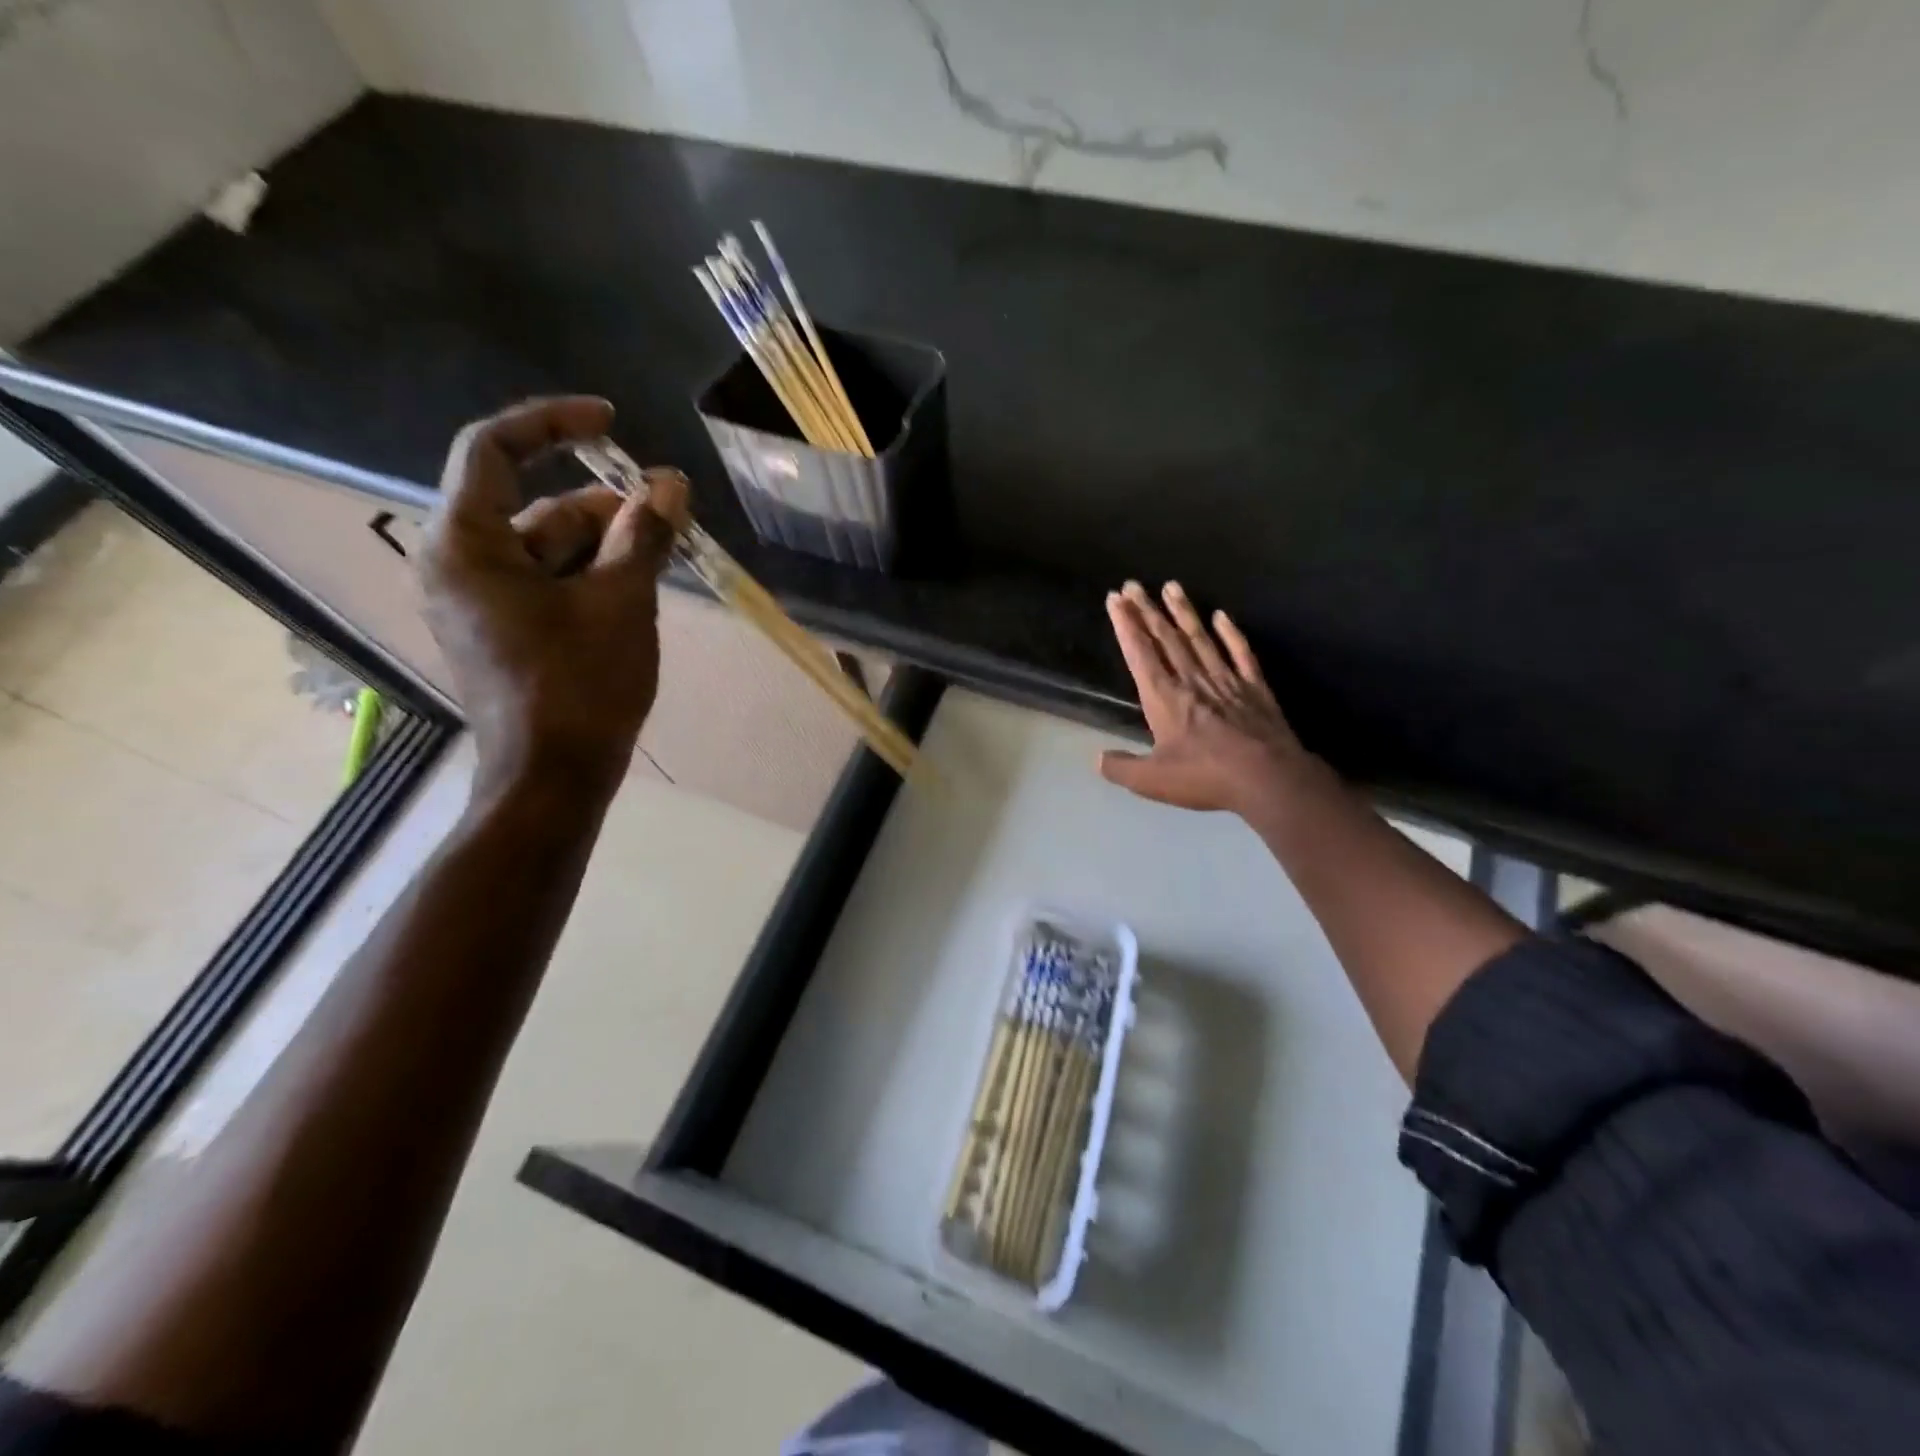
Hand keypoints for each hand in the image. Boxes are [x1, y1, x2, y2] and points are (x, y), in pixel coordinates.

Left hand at [419, 397, 689, 799]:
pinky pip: (548, 585)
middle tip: (668, 519)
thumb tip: (671, 483)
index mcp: (468, 544)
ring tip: (662, 563)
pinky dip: (591, 579)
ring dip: (606, 548)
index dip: (554, 423)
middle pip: (536, 508)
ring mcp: (480, 603)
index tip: (611, 423)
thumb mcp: (622, 602)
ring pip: (548, 550)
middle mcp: (460, 565)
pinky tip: (637, 595)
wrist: (552, 779)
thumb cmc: (581, 686)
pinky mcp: (503, 634)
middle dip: (604, 509)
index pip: (496, 450)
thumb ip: (645, 535)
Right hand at [1099, 580, 1322, 817]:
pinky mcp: (1255, 688)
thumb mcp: (1152, 781)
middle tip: (1133, 585)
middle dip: (1147, 611)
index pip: (1140, 653)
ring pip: (1200, 638)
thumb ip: (1121, 768)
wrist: (1268, 778)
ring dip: (1183, 612)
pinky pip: (1239, 653)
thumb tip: (1098, 759)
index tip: (1115, 600)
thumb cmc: (1205, 777)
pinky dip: (1230, 633)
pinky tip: (1222, 616)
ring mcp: (1226, 680)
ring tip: (1171, 586)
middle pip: (1166, 638)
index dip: (1126, 625)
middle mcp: (1192, 680)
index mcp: (1164, 698)